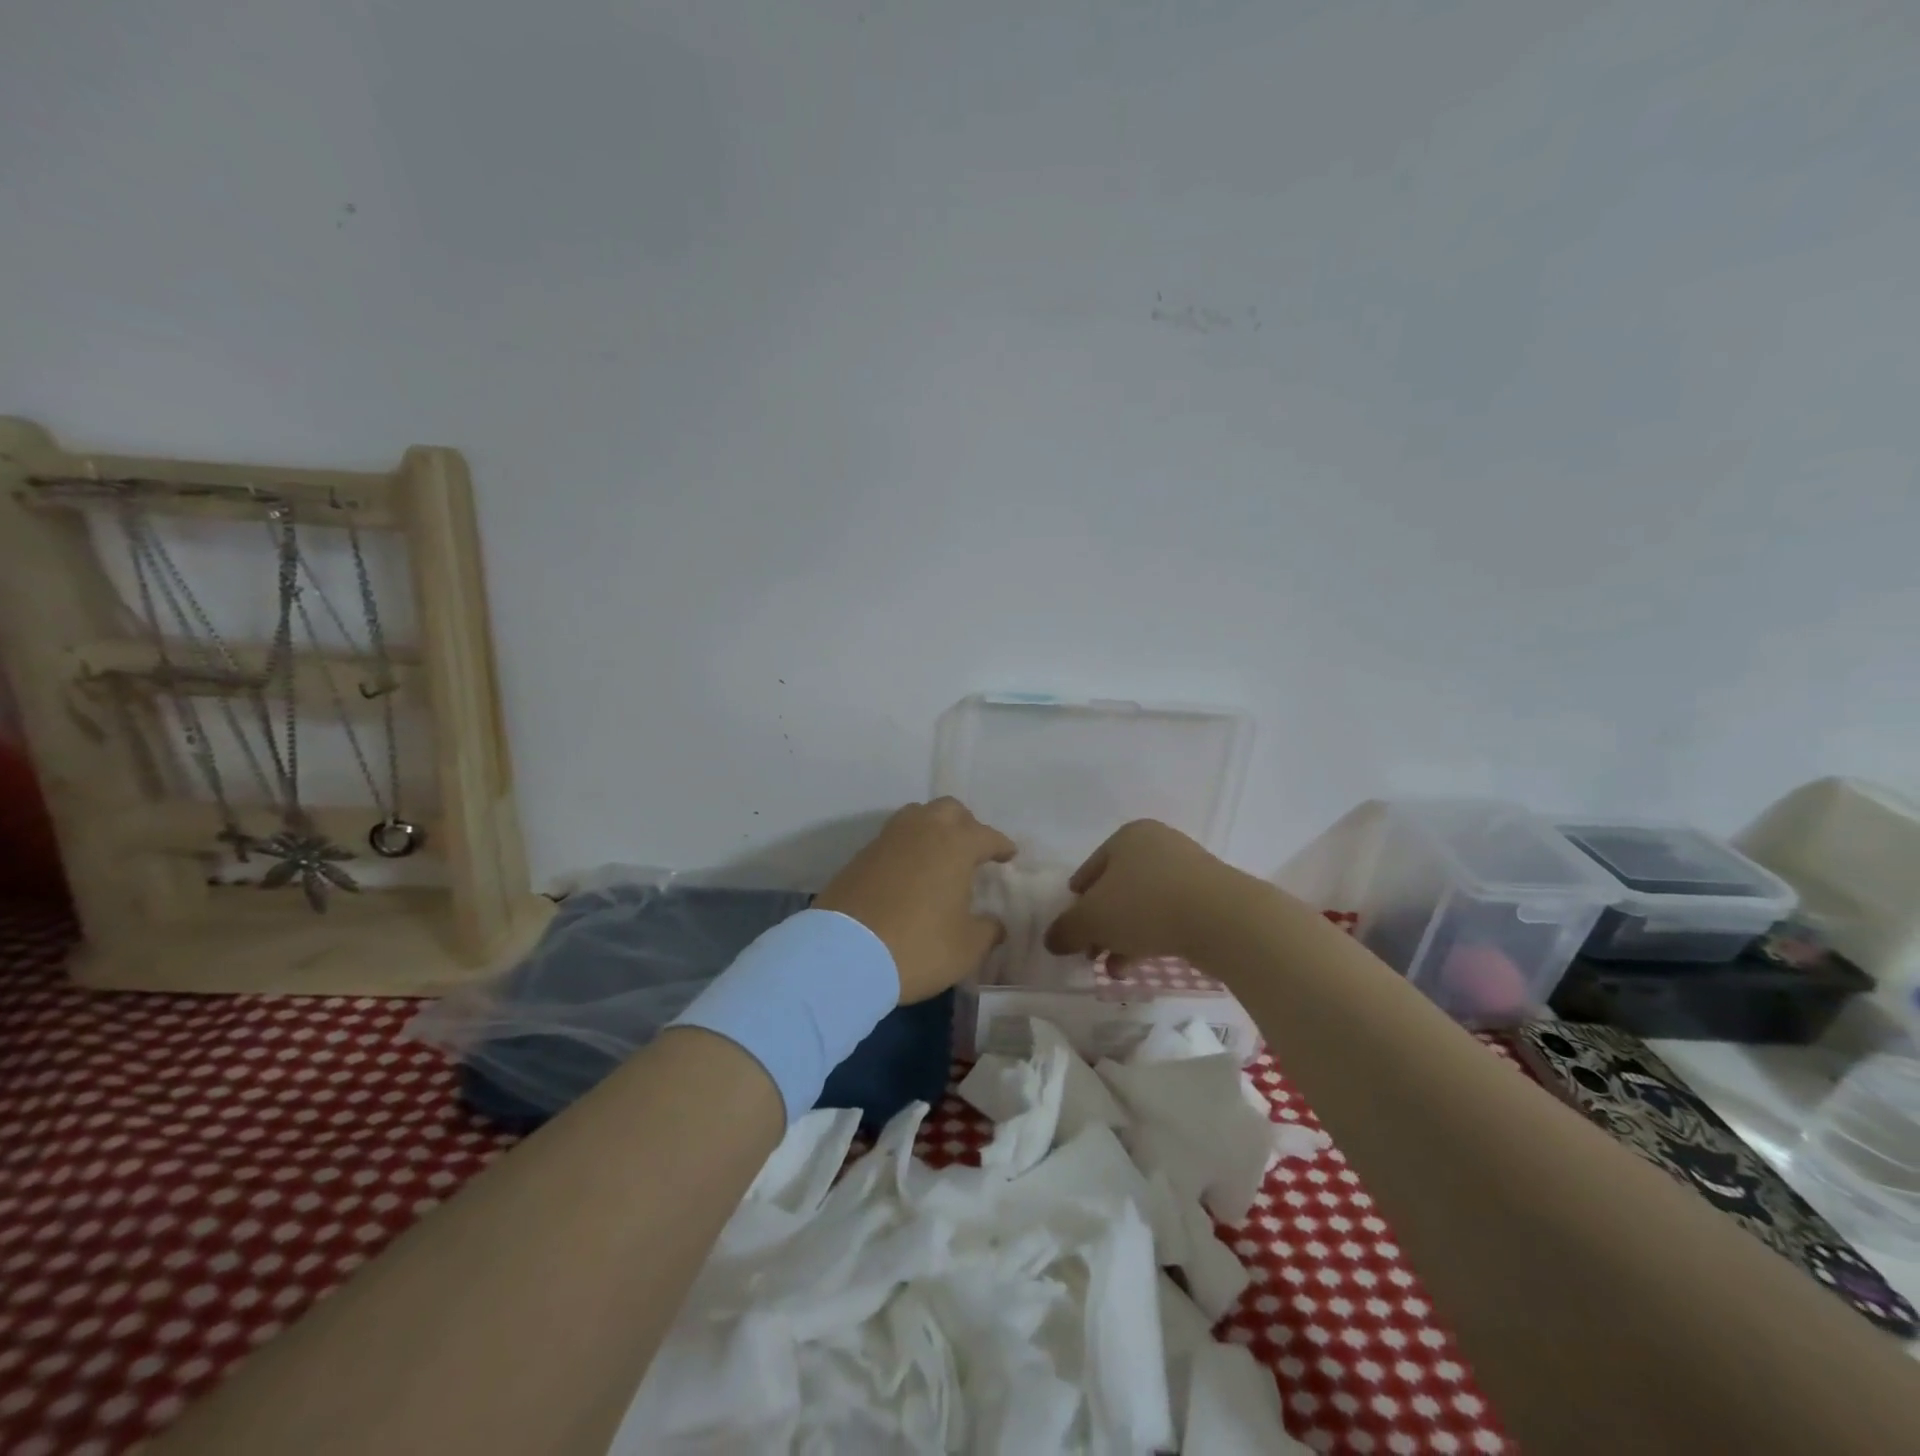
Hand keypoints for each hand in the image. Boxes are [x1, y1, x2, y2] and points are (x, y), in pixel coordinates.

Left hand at [815, 798, 1017, 1003]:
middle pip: (949, 810)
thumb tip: (994, 924)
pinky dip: (906, 848)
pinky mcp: (860, 856)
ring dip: (932, 829)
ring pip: (917, 816)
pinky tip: (908, 872)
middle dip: (966, 825)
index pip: (987, 835)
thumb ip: (987, 931)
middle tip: (972, 849)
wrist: (844, 955)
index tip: (1009, 855)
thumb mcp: (967, 948)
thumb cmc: (918, 946)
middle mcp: (922, 831)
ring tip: (938, 854)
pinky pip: (892, 839)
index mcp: (955, 844)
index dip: (1001, 845)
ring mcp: (887, 840)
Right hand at [1044, 819, 1241, 966]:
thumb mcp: (1092, 919)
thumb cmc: (1147, 905)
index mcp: (1127, 836)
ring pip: (1143, 905)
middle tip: (1092, 954)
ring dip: (1124, 936)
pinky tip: (1141, 965)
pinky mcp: (1210, 895)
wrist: (1224, 920)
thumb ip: (1066, 930)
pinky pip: (1170, 915)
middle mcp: (1158, 844)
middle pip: (1116, 889)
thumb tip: (1051, 940)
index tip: (1074, 933)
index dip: (1076, 905)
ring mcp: (1188, 868)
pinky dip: (1152, 936)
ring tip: (1115, 969)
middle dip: (1102, 925)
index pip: (1088, 871)